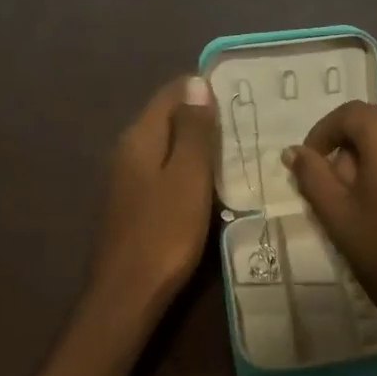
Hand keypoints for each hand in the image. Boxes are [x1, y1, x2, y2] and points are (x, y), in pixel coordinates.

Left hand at [88, 76, 219, 311]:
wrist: (128, 293)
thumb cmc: (164, 231)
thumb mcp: (187, 176)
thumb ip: (192, 129)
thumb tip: (197, 82)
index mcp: (140, 137)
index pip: (172, 92)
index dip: (204, 89)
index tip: (241, 95)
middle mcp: (128, 150)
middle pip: (169, 118)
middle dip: (204, 116)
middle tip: (248, 123)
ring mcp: (128, 178)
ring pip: (168, 146)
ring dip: (199, 145)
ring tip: (239, 150)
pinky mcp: (135, 202)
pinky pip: (166, 171)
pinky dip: (189, 170)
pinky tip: (213, 183)